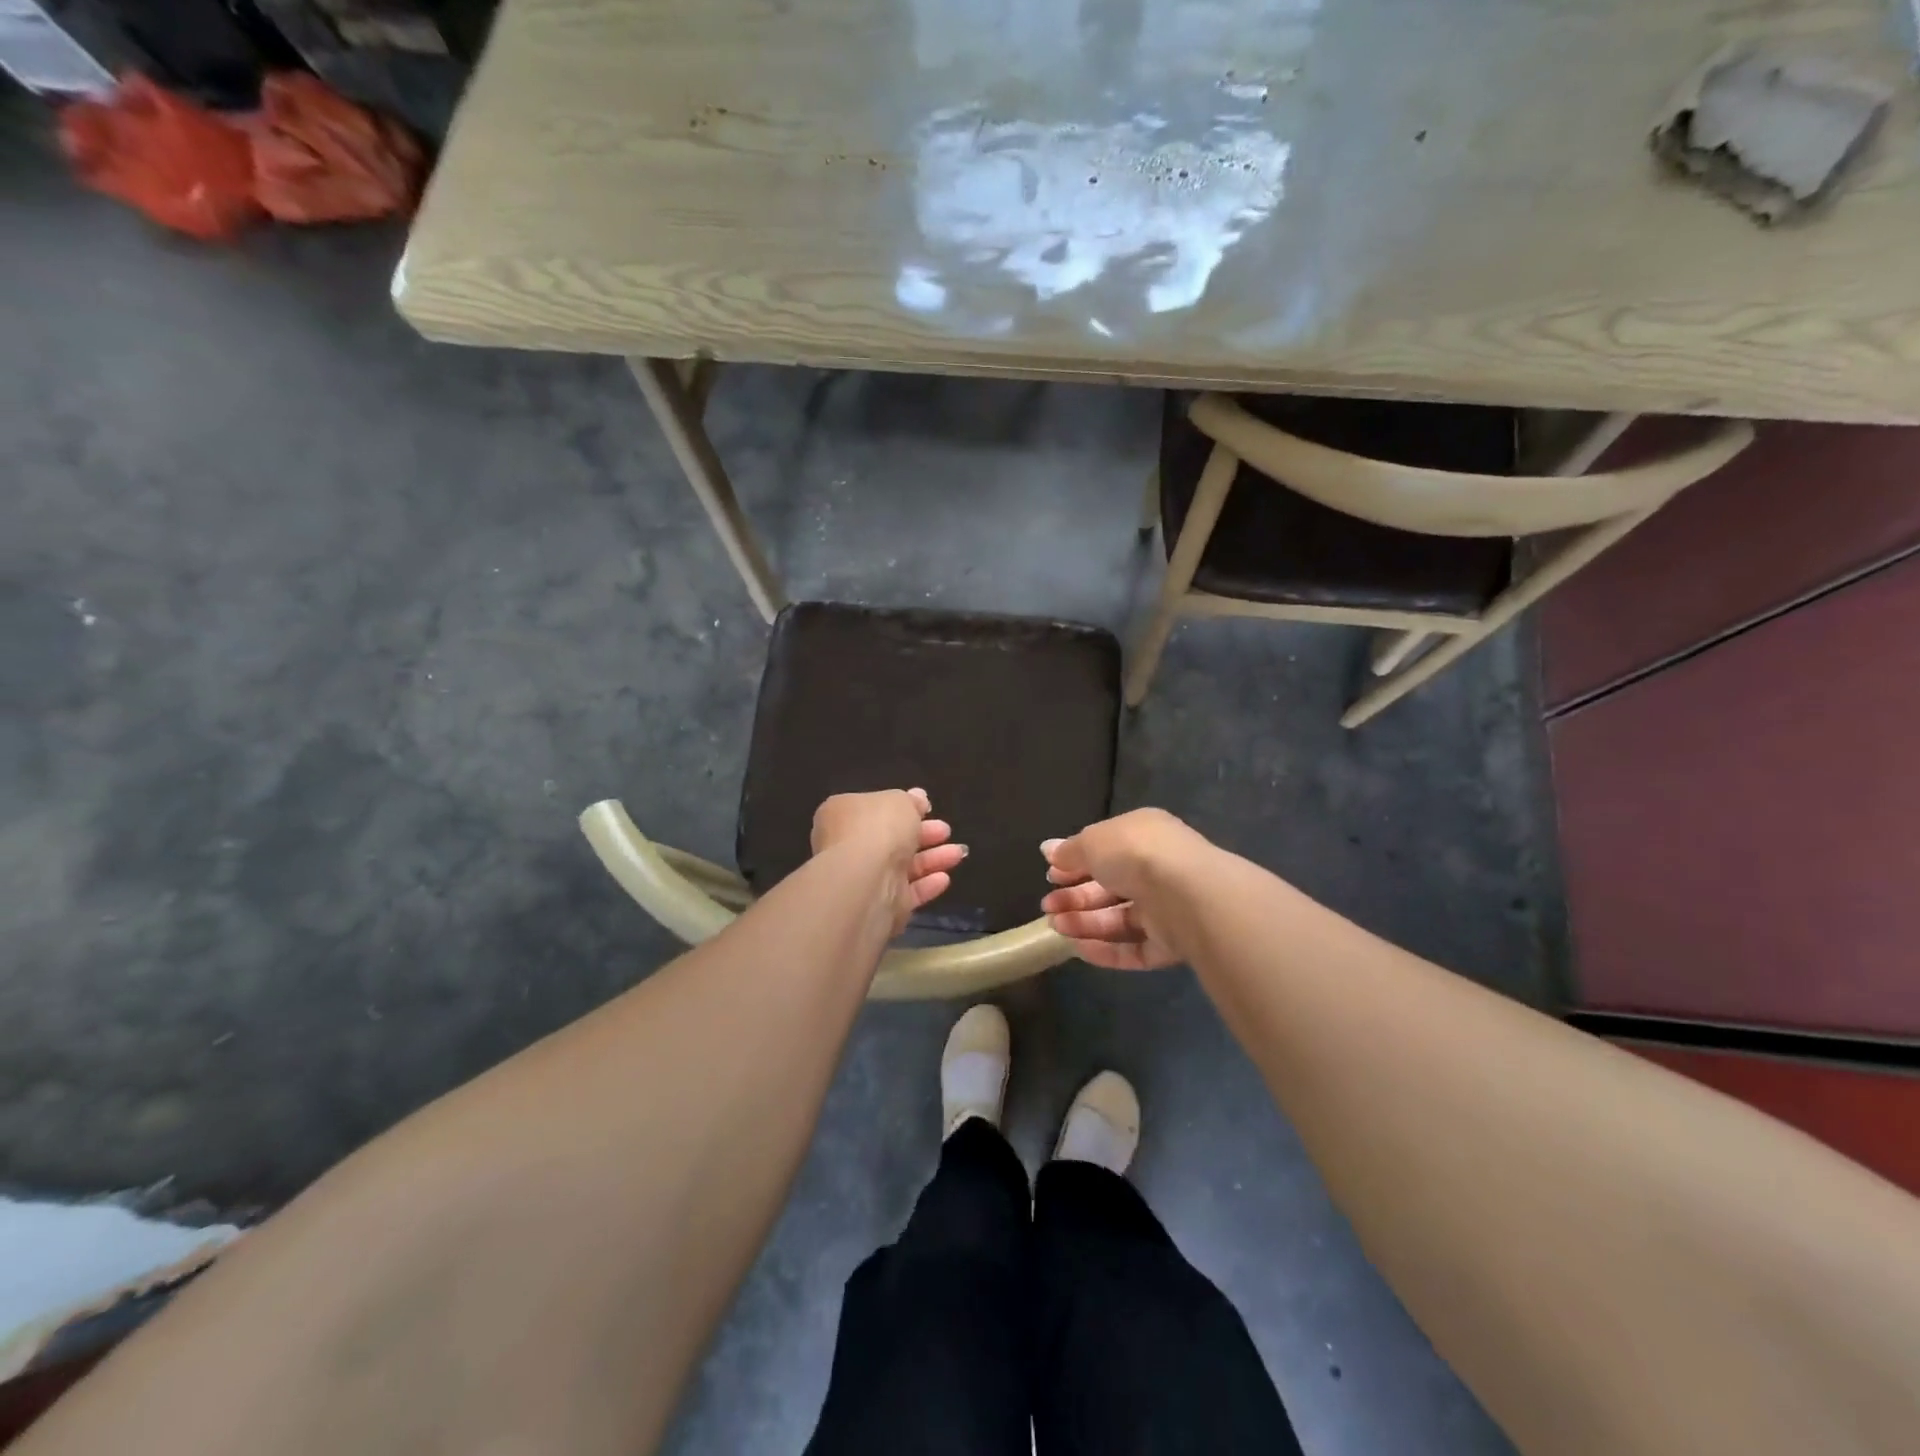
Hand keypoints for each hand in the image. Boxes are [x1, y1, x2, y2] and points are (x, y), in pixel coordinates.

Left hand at [811, 788, 967, 934]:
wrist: (868, 881)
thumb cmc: (878, 829)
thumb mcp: (898, 801)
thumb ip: (910, 801)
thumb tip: (918, 798)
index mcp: (844, 815)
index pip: (874, 809)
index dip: (902, 808)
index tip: (927, 808)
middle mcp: (849, 847)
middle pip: (891, 839)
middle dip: (923, 833)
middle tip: (946, 830)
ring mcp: (864, 878)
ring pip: (903, 866)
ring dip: (933, 859)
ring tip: (958, 852)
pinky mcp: (880, 905)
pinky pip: (907, 891)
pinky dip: (926, 885)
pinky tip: (945, 878)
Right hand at [1040, 809, 1213, 969]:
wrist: (1187, 895)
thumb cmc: (1135, 855)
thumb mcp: (1093, 842)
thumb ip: (1070, 850)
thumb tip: (1048, 850)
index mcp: (1143, 835)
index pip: (1105, 850)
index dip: (1075, 863)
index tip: (1050, 876)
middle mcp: (1158, 868)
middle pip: (1109, 886)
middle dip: (1075, 897)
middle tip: (1048, 907)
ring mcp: (1167, 908)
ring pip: (1120, 918)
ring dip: (1085, 923)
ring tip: (1056, 928)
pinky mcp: (1173, 943)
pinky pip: (1135, 948)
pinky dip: (1107, 949)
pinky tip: (1078, 949)